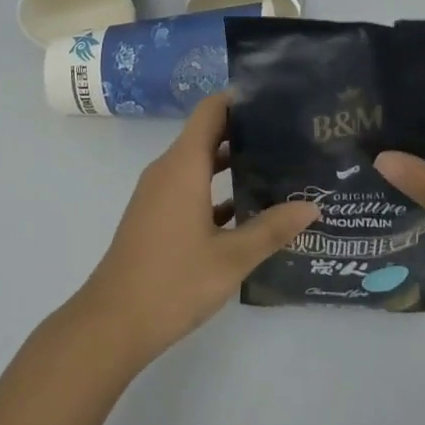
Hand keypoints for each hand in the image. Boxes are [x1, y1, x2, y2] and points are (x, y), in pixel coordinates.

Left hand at [72, 93, 320, 371]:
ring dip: (232, 162)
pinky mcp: (155, 215)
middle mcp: (168, 169)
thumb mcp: (231, 258)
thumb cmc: (172, 282)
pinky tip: (248, 209)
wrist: (111, 324)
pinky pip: (189, 186)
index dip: (241, 100)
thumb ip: (272, 229)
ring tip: (277, 167)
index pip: (211, 110)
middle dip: (245, 131)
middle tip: (289, 136)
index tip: (276, 101)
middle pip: (207, 133)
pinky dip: (216, 188)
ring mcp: (158, 193)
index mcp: (183, 165)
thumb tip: (312, 206)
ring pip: (199, 162)